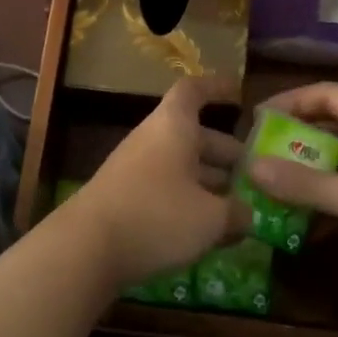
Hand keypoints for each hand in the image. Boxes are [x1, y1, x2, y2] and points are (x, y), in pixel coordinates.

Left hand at [69, 77, 247, 290]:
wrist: (85, 249)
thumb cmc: (157, 216)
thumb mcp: (211, 218)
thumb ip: (237, 213)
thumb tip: (248, 215)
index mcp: (174, 126)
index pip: (194, 91)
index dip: (216, 88)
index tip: (238, 94)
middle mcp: (152, 139)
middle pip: (193, 135)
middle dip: (224, 152)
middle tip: (252, 173)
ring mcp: (134, 169)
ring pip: (179, 165)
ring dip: (208, 181)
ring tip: (236, 207)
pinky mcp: (123, 199)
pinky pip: (164, 189)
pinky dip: (187, 202)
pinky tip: (205, 231)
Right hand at [246, 82, 337, 298]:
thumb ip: (301, 182)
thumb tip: (250, 166)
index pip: (328, 93)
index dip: (292, 100)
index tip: (259, 119)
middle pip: (337, 124)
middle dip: (299, 138)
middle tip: (264, 154)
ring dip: (315, 170)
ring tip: (279, 185)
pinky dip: (334, 197)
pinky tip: (310, 221)